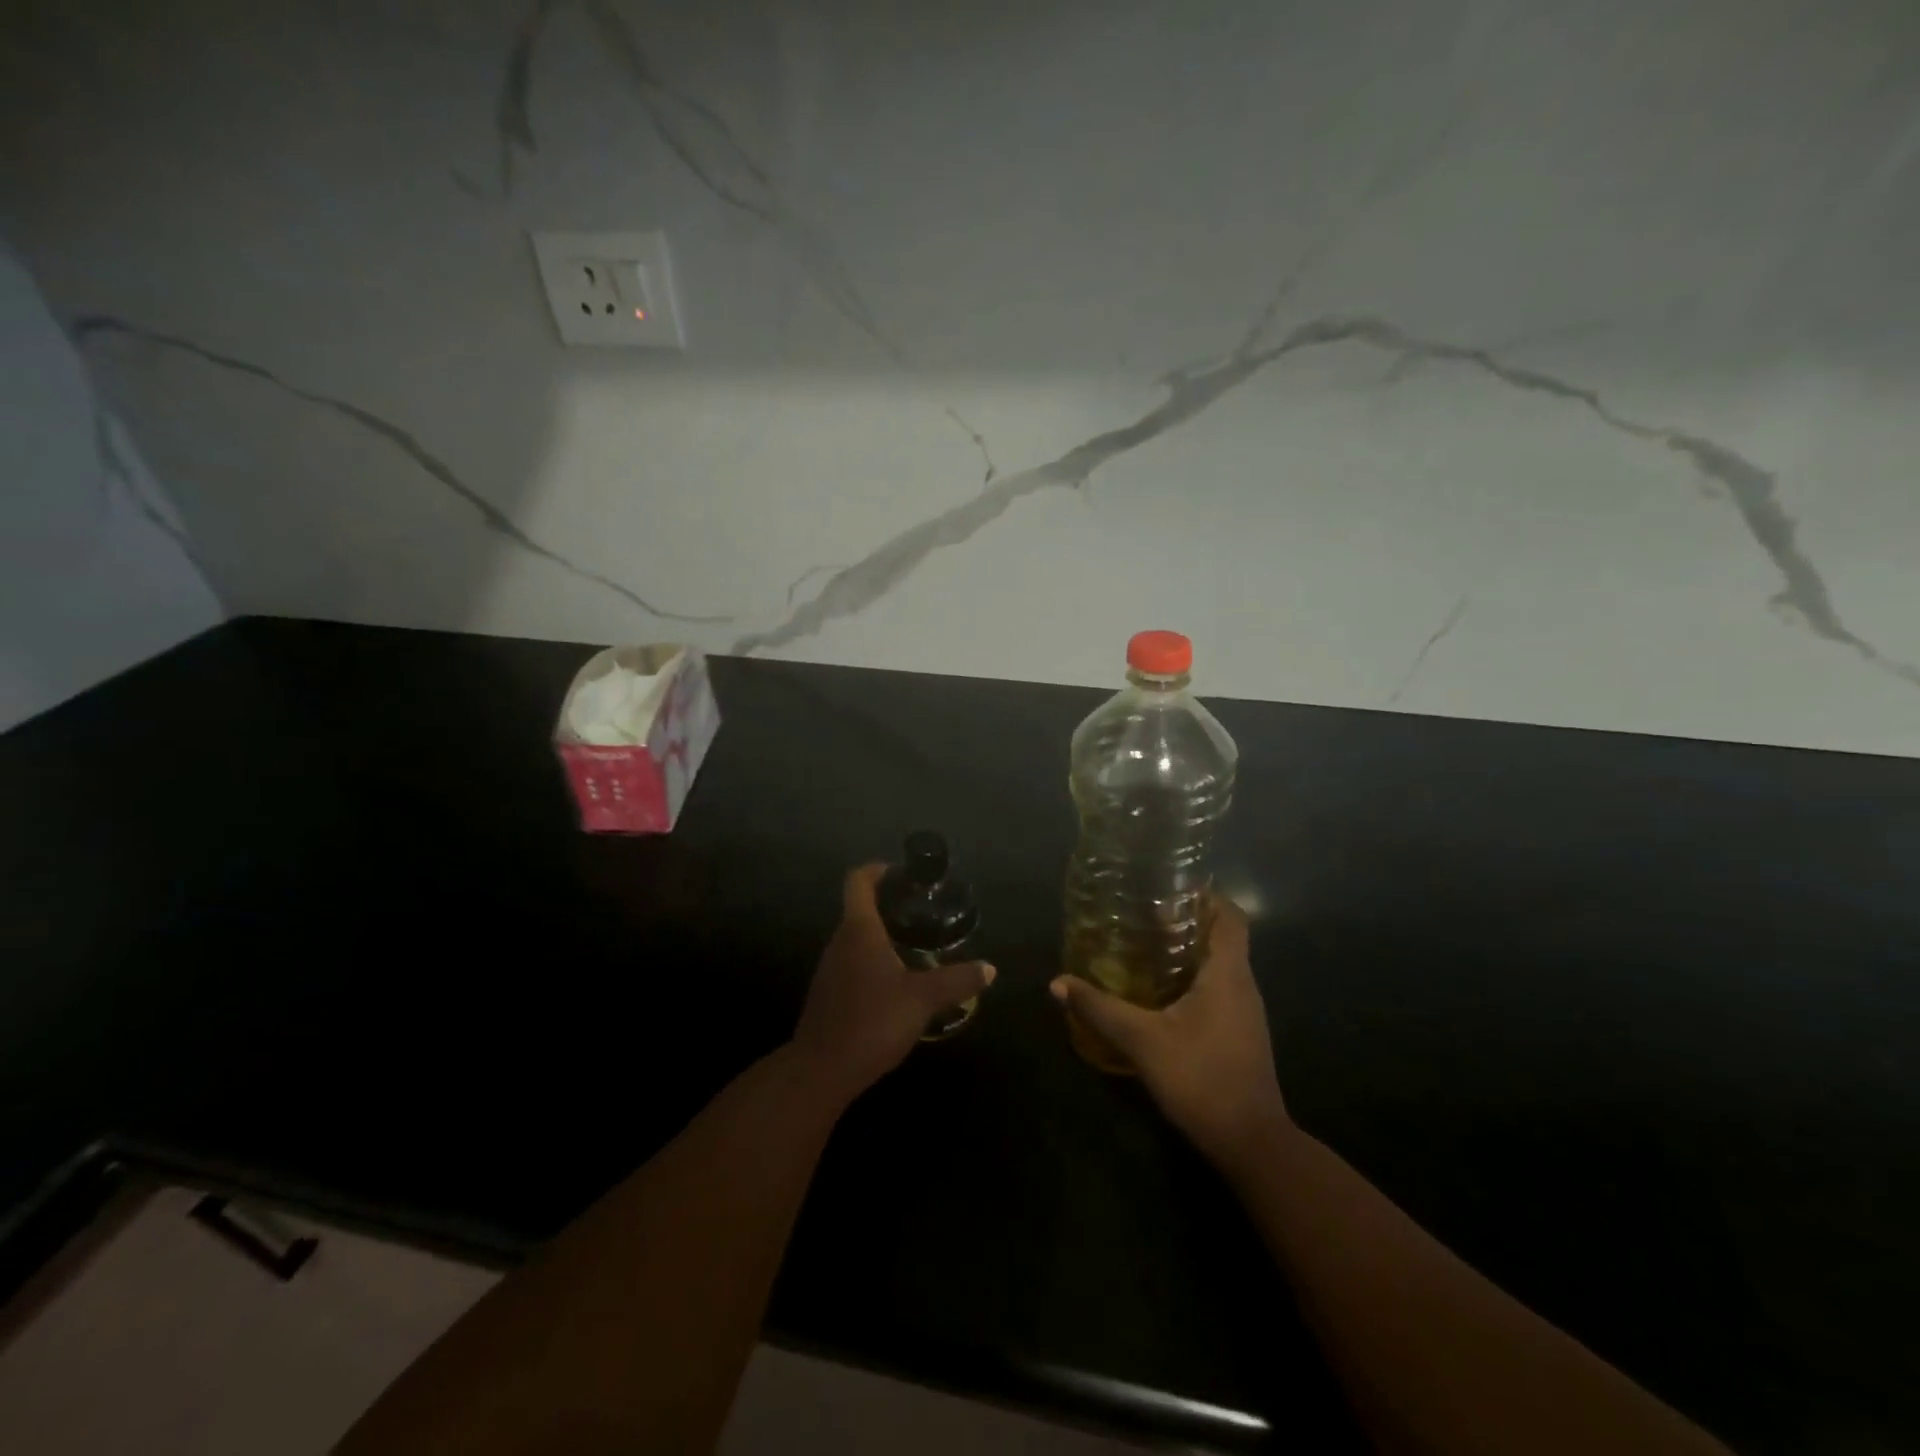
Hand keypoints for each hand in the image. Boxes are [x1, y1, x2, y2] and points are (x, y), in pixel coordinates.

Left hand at [790, 865, 994, 1107]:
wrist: (821, 1071)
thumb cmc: (872, 1022)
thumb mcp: (922, 999)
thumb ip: (957, 980)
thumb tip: (990, 968)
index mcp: (859, 930)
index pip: (858, 880)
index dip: (878, 869)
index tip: (903, 874)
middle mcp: (840, 941)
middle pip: (860, 908)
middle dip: (890, 905)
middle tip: (924, 913)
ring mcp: (831, 968)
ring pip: (857, 937)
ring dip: (883, 935)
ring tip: (918, 946)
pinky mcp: (830, 992)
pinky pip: (854, 962)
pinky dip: (875, 960)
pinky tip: (898, 982)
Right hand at [1050, 900, 1288, 1165]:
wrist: (1251, 1143)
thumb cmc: (1201, 1078)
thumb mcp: (1143, 1041)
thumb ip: (1100, 1009)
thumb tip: (1057, 983)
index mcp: (1228, 973)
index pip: (1230, 915)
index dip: (1204, 896)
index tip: (1167, 888)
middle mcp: (1243, 984)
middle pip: (1222, 936)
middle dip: (1186, 921)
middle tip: (1142, 914)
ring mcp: (1245, 1011)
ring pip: (1219, 964)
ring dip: (1188, 950)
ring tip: (1144, 944)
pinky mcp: (1240, 1032)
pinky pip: (1218, 988)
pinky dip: (1192, 978)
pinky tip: (1160, 990)